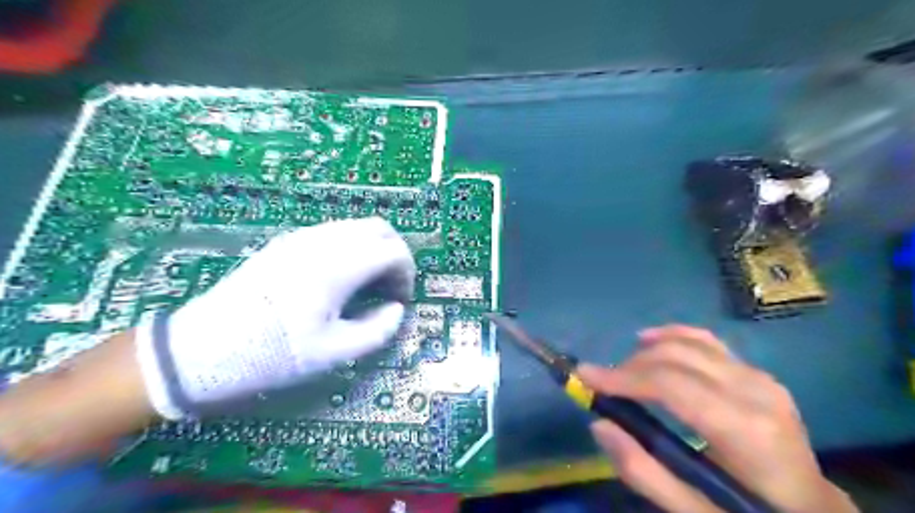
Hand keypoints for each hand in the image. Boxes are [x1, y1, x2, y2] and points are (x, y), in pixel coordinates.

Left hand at [134, 217, 414, 419]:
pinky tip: (340, 277)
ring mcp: (302, 237)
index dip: (407, 274)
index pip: (393, 252)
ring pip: (356, 226)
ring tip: (367, 284)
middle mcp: (323, 241)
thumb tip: (396, 309)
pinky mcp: (286, 242)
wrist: (202, 349)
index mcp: (338, 266)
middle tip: (390, 286)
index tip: (401, 300)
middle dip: (394, 254)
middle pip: (379, 228)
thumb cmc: (273, 354)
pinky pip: (333, 232)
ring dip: (373, 248)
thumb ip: (378, 330)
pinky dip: (351, 246)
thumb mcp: (334, 354)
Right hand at [578, 327, 857, 509]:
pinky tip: (649, 339)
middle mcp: (755, 391)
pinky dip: (672, 335)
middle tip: (600, 383)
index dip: (622, 377)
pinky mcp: (755, 372)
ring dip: (646, 352)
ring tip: (621, 372)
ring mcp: (759, 376)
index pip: (671, 385)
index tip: (584, 376)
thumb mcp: (694, 511)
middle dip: (629, 366)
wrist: (812, 510)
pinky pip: (706, 341)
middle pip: (676, 358)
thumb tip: (599, 424)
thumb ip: (644, 472)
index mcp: (746, 431)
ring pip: (688, 343)